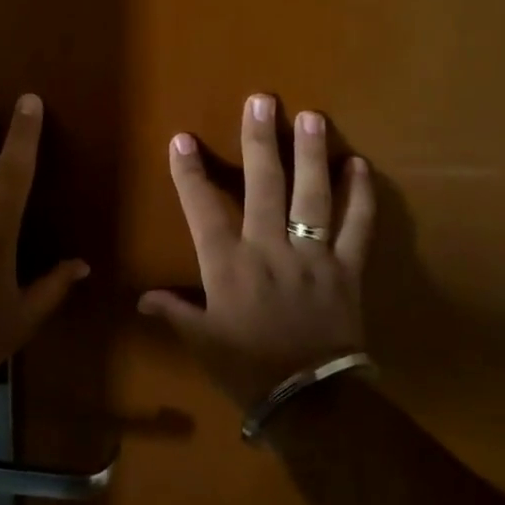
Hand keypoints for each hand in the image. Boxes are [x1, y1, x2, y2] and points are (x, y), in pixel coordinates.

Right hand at [140, 95, 375, 410]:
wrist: (312, 403)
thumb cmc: (249, 370)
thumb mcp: (202, 343)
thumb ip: (174, 313)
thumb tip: (143, 298)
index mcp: (229, 265)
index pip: (202, 209)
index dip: (190, 172)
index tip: (182, 138)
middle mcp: (270, 250)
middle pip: (264, 186)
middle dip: (260, 141)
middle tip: (262, 101)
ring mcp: (312, 257)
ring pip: (313, 197)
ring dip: (312, 155)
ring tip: (312, 118)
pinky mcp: (347, 269)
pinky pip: (358, 228)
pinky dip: (361, 196)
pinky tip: (360, 165)